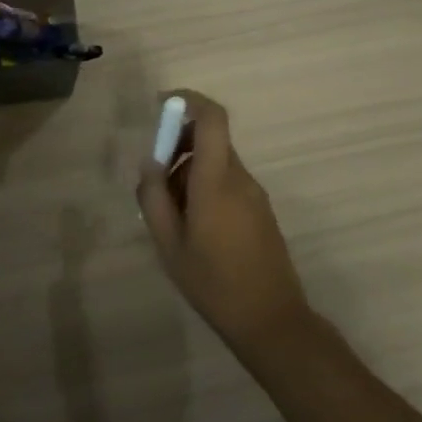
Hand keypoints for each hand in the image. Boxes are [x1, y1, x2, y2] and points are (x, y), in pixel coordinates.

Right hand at [137, 91, 311, 348]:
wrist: (271, 320)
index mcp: (216, 181)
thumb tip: (150, 164)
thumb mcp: (168, 244)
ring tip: (170, 214)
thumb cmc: (213, 283)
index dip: (188, 101)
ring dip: (189, 171)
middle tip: (154, 181)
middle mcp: (240, 179)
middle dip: (177, 146)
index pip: (212, 119)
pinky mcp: (261, 211)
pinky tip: (193, 227)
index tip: (161, 105)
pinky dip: (205, 187)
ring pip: (217, 163)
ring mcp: (254, 195)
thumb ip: (153, 197)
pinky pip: (228, 182)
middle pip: (209, 140)